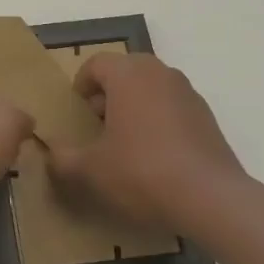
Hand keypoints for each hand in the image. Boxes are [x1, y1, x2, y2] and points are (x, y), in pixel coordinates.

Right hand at [46, 53, 248, 235]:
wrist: (211, 199)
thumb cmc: (141, 172)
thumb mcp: (90, 171)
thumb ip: (63, 158)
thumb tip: (52, 152)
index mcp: (129, 74)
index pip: (96, 64)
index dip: (80, 86)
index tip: (76, 114)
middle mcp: (160, 73)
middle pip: (125, 73)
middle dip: (107, 96)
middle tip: (97, 128)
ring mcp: (188, 94)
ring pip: (150, 90)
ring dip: (133, 109)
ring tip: (125, 146)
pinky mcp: (207, 117)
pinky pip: (172, 109)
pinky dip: (158, 123)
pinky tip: (155, 159)